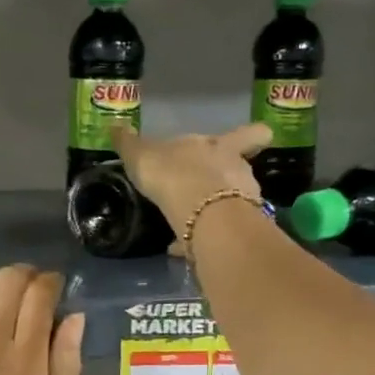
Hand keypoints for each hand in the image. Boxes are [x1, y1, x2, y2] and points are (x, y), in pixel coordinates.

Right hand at [111, 122, 271, 243]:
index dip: (255, 136)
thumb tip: (114, 125)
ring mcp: (243, 202)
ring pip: (233, 204)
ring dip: (213, 212)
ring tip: (188, 222)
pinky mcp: (236, 232)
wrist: (199, 212)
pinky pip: (217, 234)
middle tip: (206, 189)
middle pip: (241, 170)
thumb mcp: (142, 155)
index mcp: (221, 147)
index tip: (260, 138)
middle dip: (225, 181)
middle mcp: (237, 171)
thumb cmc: (173, 173)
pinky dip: (201, 240)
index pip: (248, 135)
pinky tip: (181, 248)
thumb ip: (129, 143)